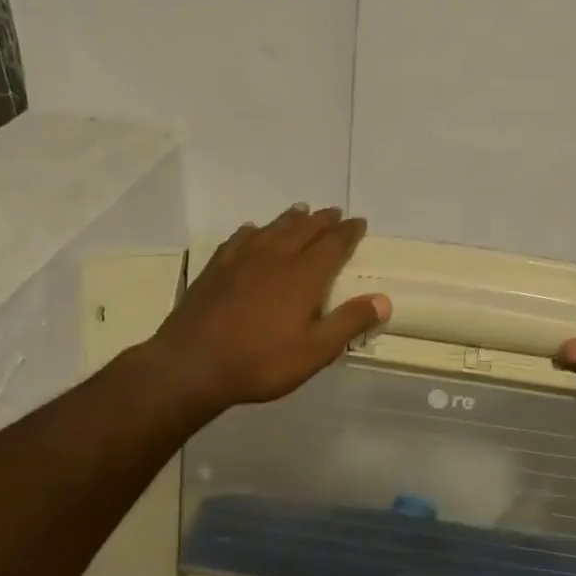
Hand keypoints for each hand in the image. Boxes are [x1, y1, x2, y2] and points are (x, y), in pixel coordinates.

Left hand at [146, 205, 390, 416]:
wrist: (192, 364)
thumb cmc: (261, 361)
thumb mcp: (315, 351)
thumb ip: (349, 322)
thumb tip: (384, 300)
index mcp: (303, 276)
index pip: (332, 245)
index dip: (348, 233)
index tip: (359, 222)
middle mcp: (275, 258)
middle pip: (303, 230)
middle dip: (322, 221)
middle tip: (334, 212)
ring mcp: (241, 261)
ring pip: (272, 229)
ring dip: (290, 219)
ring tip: (301, 210)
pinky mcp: (216, 269)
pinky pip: (239, 240)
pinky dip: (252, 231)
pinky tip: (252, 230)